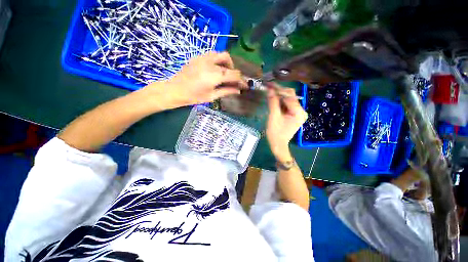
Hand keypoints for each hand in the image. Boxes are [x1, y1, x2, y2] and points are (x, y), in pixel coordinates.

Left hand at [144, 52, 246, 108]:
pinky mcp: (197, 57)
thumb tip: (238, 91)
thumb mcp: (211, 96)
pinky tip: (215, 69)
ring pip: (220, 54)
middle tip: (233, 79)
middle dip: (234, 70)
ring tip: (224, 73)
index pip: (234, 74)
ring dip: (226, 63)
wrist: (174, 90)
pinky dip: (218, 60)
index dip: (241, 80)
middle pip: (228, 60)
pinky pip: (212, 54)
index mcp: (214, 75)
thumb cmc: (193, 97)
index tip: (245, 86)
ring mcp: (203, 58)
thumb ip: (226, 91)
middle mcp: (210, 63)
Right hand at [266, 83, 307, 161]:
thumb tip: (270, 89)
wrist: (278, 144)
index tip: (269, 84)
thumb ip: (273, 102)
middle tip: (268, 88)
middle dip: (279, 92)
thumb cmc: (275, 133)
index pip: (289, 96)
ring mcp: (298, 113)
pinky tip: (273, 100)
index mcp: (299, 112)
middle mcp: (301, 111)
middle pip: (290, 96)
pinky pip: (287, 105)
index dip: (278, 89)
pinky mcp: (294, 115)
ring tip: (269, 93)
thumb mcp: (273, 117)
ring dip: (278, 96)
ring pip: (288, 100)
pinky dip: (279, 102)